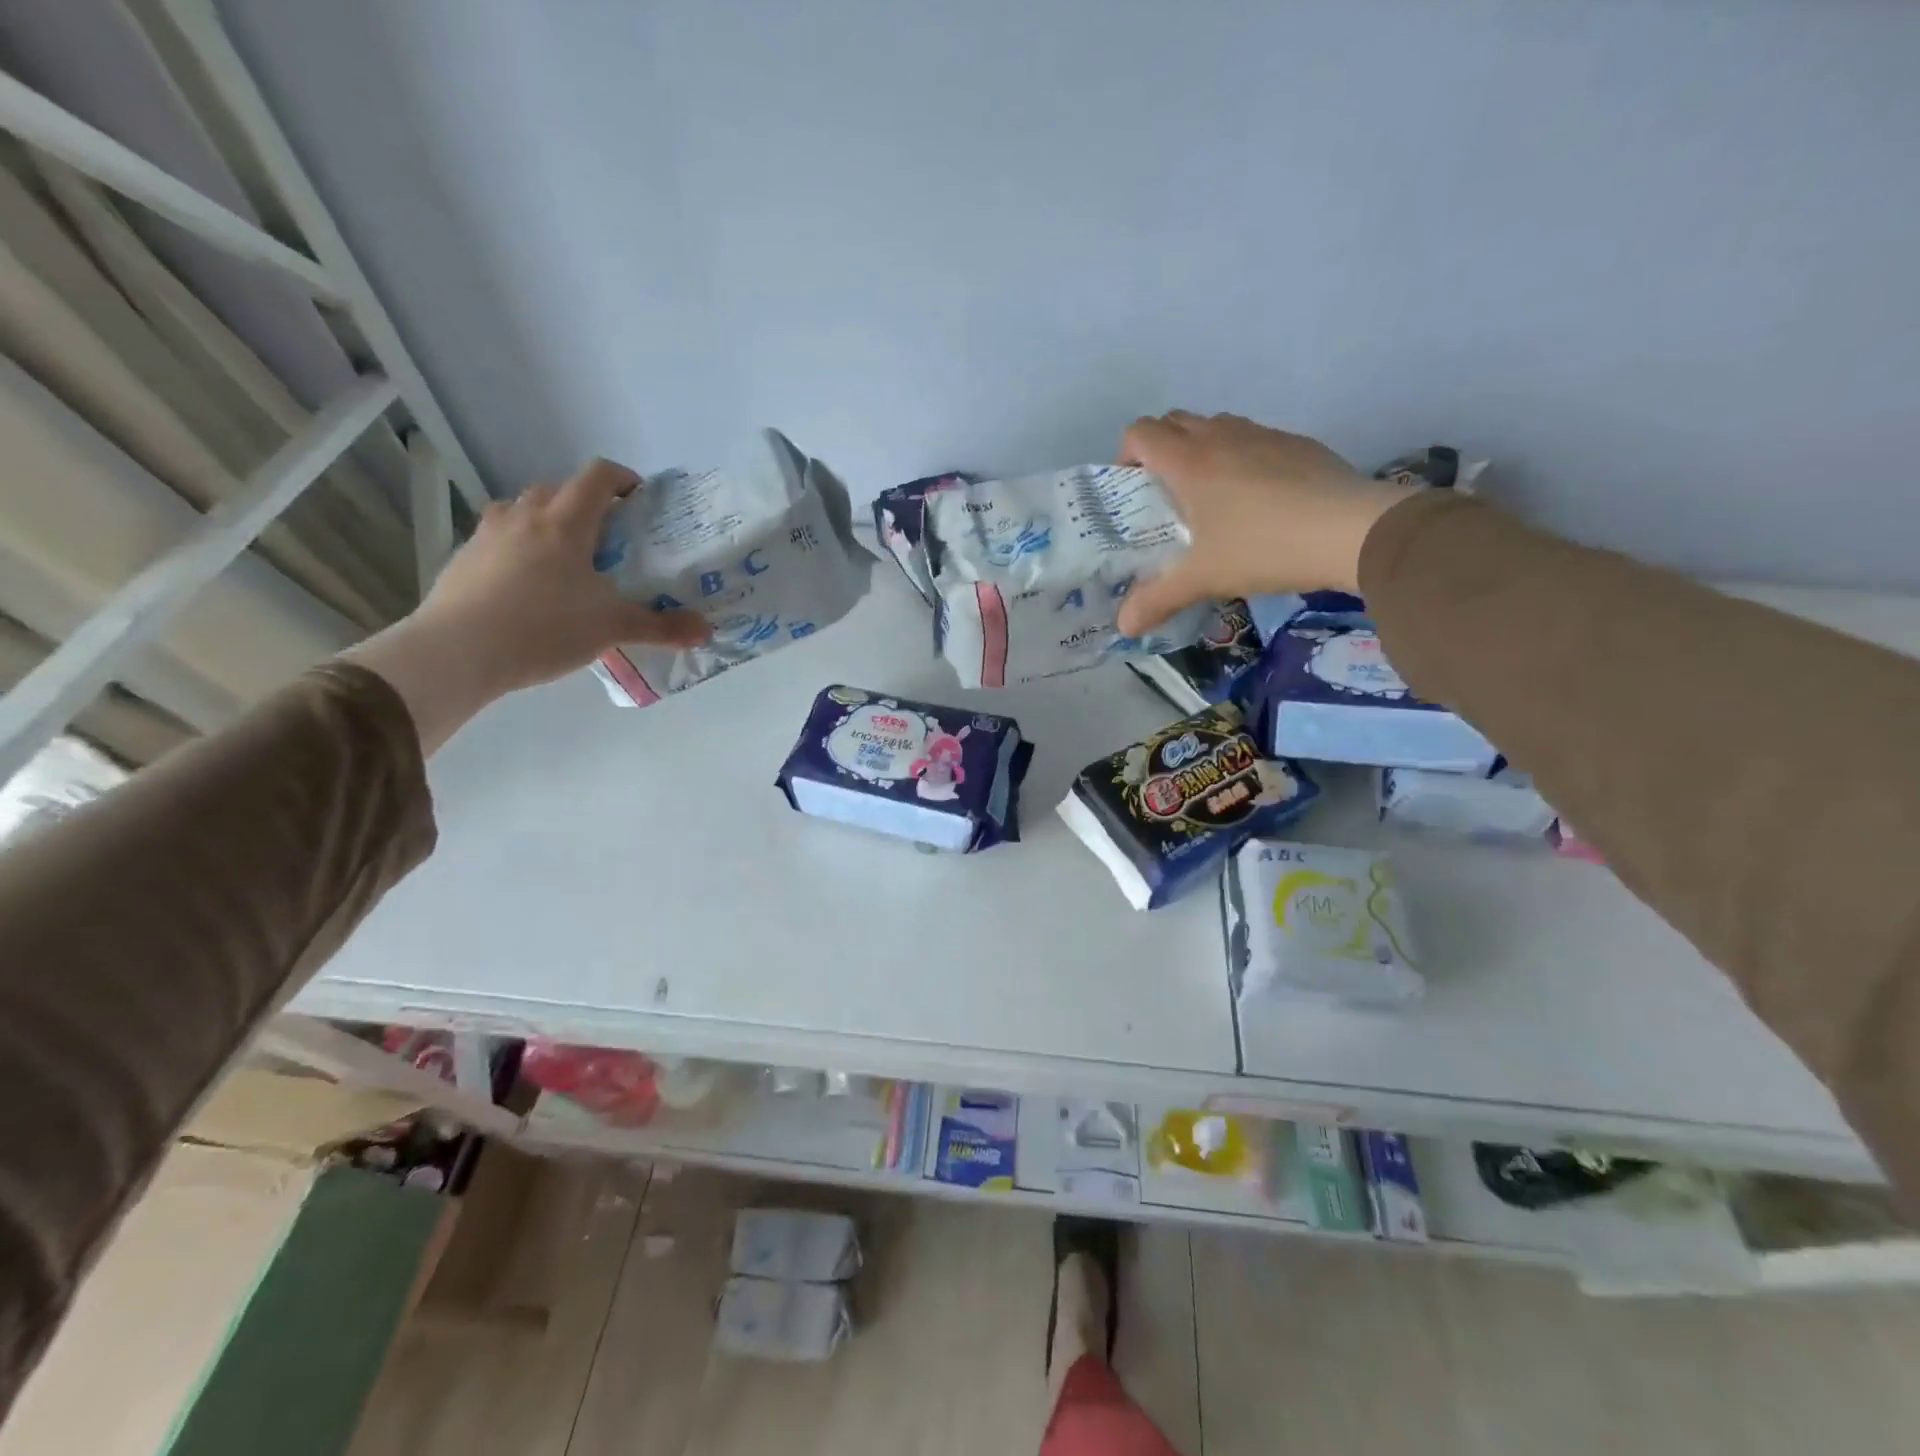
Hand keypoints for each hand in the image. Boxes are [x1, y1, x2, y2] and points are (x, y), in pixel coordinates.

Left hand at [346, 459, 707, 752]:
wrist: (458, 651)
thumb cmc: (544, 628)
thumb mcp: (612, 629)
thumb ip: (661, 627)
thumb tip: (706, 630)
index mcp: (565, 523)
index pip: (597, 477)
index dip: (622, 479)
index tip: (640, 497)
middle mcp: (524, 516)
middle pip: (557, 488)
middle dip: (586, 503)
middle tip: (608, 535)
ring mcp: (488, 535)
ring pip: (522, 509)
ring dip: (547, 520)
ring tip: (566, 557)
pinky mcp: (464, 558)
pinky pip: (499, 538)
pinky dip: (519, 547)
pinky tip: (529, 585)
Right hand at [1114, 413, 1419, 636]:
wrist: (1351, 531)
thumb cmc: (1263, 548)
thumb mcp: (1202, 579)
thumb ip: (1157, 600)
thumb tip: (1123, 627)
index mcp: (1189, 461)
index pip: (1140, 432)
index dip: (1126, 456)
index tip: (1134, 491)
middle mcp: (1221, 436)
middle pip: (1174, 421)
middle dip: (1160, 451)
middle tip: (1166, 497)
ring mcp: (1263, 434)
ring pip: (1216, 426)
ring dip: (1201, 450)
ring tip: (1210, 498)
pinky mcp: (1297, 443)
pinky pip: (1253, 439)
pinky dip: (1241, 458)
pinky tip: (1258, 502)